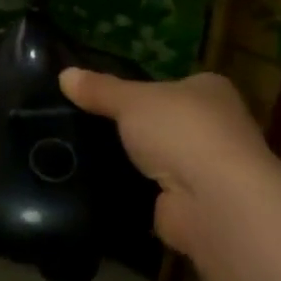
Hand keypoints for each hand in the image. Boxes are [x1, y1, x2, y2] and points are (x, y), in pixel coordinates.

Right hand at [60, 68, 276, 257]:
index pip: (172, 85)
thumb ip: (100, 89)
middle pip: (165, 124)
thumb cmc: (181, 131)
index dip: (141, 91)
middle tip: (86, 128)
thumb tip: (64, 74)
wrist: (213, 202)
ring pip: (160, 161)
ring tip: (84, 158)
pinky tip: (100, 191)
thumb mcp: (131, 101)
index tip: (104, 98)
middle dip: (135, 130)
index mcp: (209, 90)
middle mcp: (216, 127)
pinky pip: (154, 195)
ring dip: (134, 165)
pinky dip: (133, 195)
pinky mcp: (193, 206)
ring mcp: (207, 170)